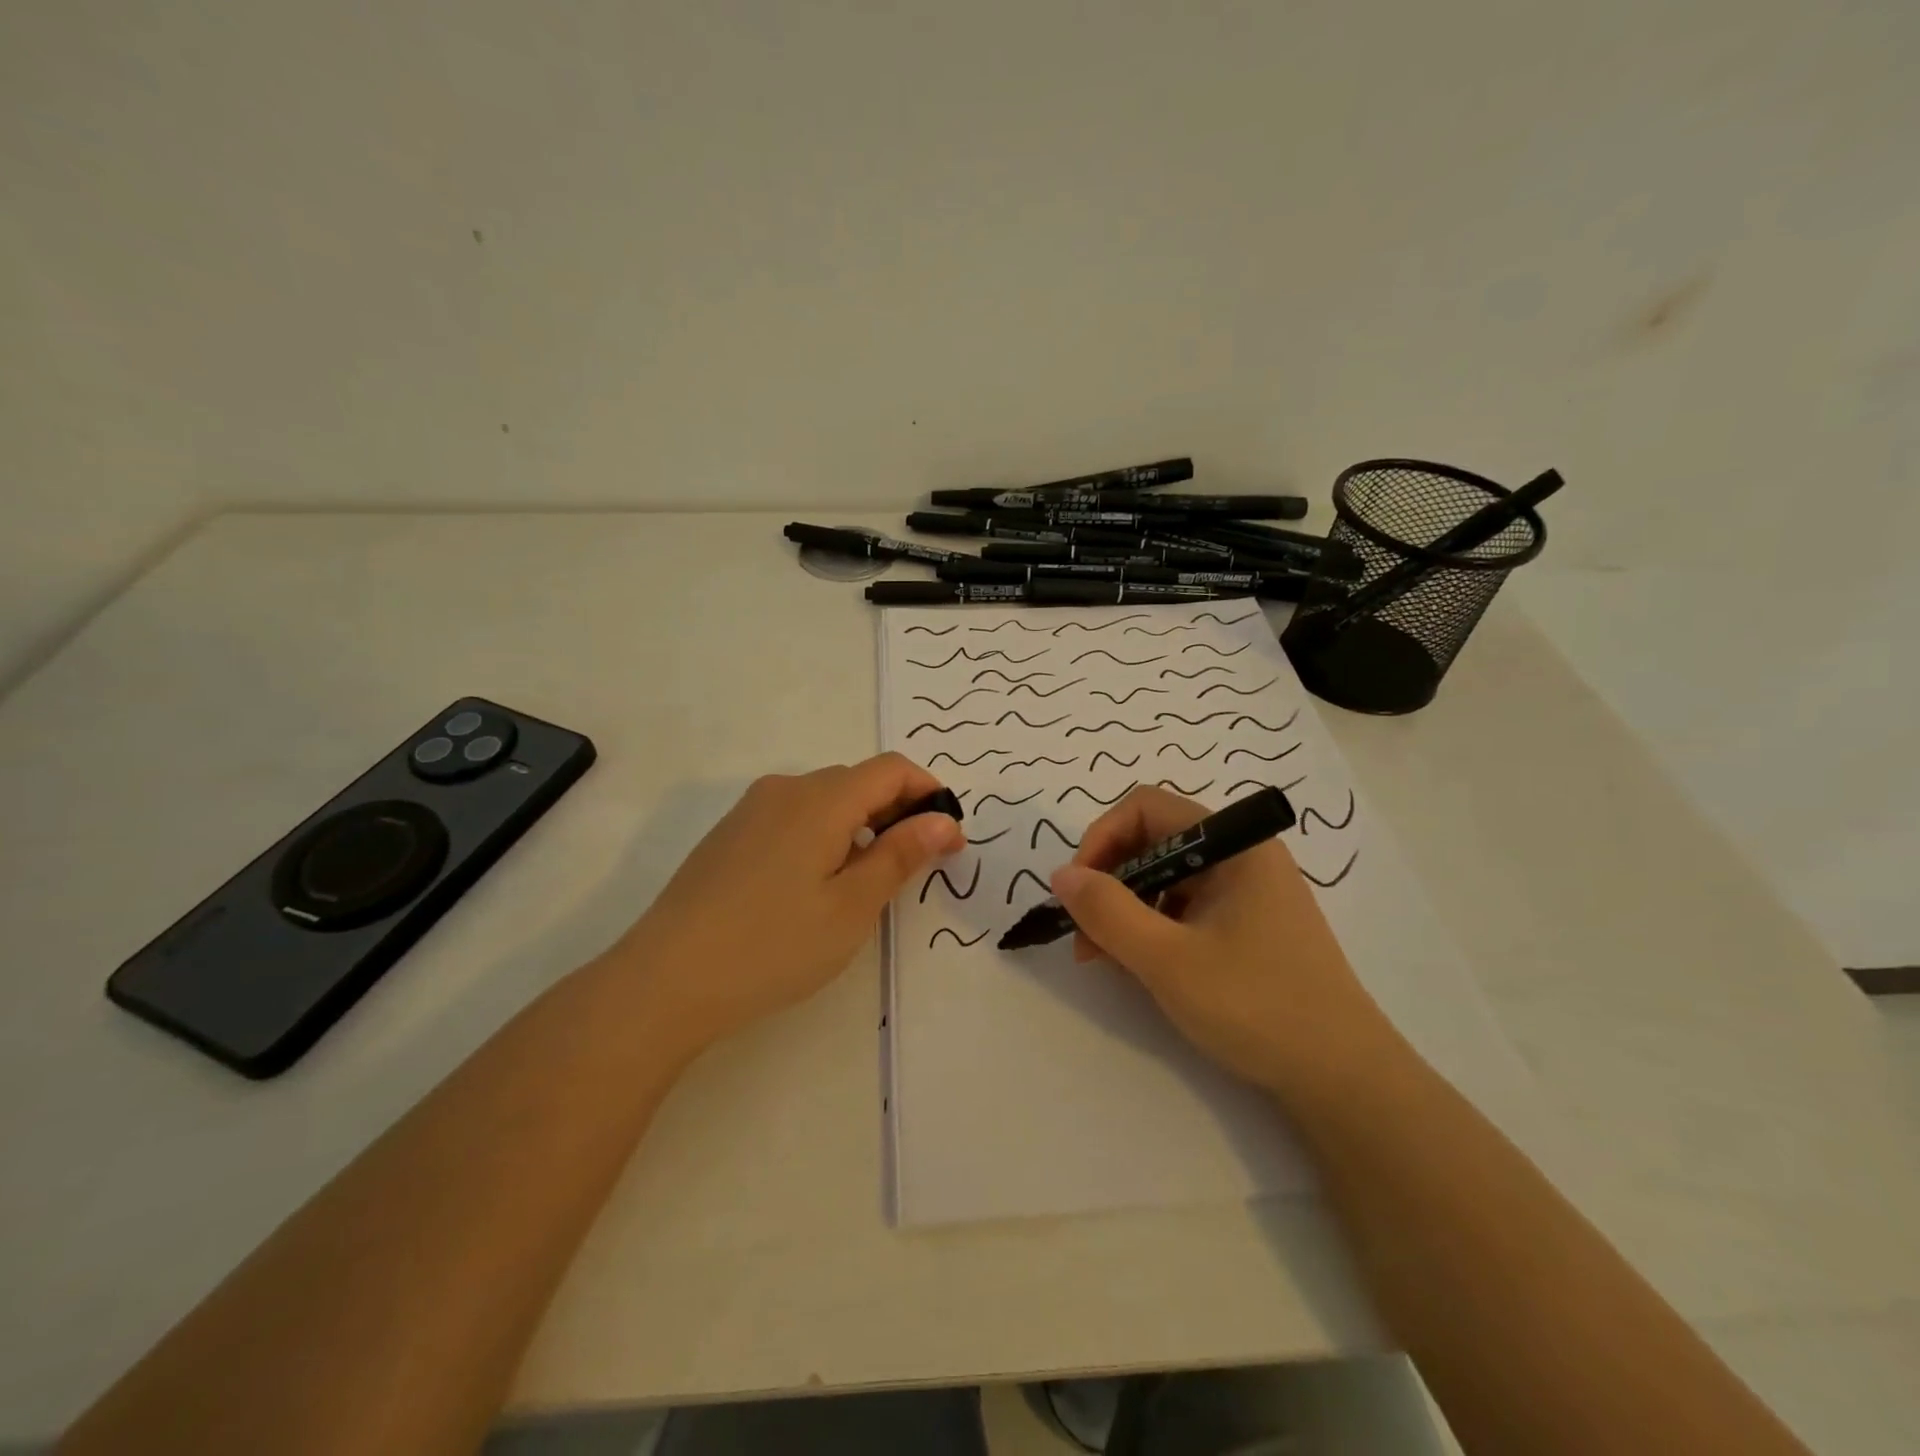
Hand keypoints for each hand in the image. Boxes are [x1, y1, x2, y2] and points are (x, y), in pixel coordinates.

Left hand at [609, 754, 963, 1055]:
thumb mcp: (852, 906)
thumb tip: (943, 820)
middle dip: (897, 811)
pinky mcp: (730, 835)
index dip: (928, 793)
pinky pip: (792, 817)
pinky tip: (813, 886)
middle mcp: (785, 789)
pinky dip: (823, 835)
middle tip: (914, 866)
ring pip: (824, 800)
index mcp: (821, 799)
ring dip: (860, 825)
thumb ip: (901, 855)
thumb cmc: (773, 945)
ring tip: (865, 881)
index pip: (892, 768)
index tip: (947, 840)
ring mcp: (751, 810)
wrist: (665, 980)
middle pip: (858, 781)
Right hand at [1049, 786, 1392, 1094]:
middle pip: (1154, 842)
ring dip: (1125, 910)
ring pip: (1165, 879)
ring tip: (1102, 958)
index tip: (1078, 889)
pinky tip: (1136, 967)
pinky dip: (1151, 929)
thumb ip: (1107, 912)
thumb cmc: (1256, 1006)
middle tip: (1082, 934)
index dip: (1101, 839)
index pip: (1146, 808)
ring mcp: (1247, 894)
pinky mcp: (1248, 928)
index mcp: (1234, 845)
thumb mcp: (1167, 960)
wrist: (1344, 1080)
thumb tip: (1060, 875)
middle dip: (1109, 882)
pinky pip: (1185, 909)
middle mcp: (1242, 857)